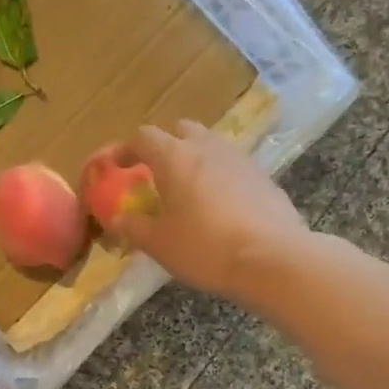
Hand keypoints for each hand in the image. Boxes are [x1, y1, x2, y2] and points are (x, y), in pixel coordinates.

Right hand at [105, 121, 310, 299]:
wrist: (272, 258)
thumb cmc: (205, 248)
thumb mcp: (160, 244)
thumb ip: (134, 227)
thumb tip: (116, 217)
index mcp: (175, 157)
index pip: (144, 138)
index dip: (126, 149)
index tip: (117, 165)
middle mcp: (207, 147)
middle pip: (180, 130)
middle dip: (164, 145)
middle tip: (155, 172)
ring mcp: (240, 159)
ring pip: (210, 145)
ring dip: (194, 158)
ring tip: (187, 188)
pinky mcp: (263, 176)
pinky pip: (232, 166)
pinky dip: (218, 175)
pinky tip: (219, 205)